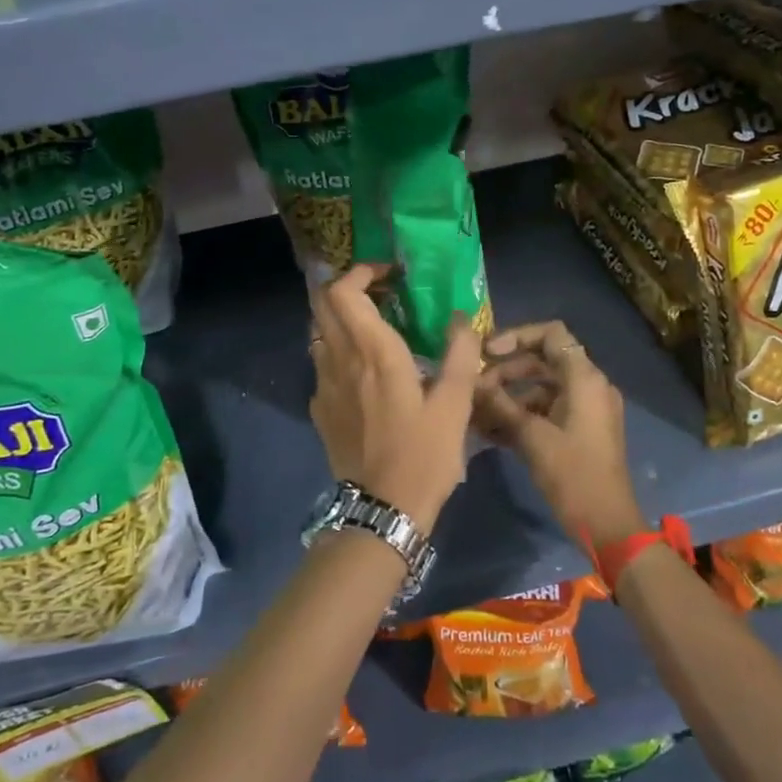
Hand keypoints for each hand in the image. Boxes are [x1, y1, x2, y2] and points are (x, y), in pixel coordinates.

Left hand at [308, 265, 482, 529]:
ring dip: (342, 319)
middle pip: (322, 304)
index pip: (343, 291)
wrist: (382, 509)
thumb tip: (461, 318)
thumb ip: (460, 354)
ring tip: (375, 328)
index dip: (360, 272)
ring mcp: (323, 385)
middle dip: (349, 288)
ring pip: (320, 332)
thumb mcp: (455, 404)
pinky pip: (322, 363)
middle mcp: (339, 360)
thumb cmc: (423, 454)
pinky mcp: (320, 408)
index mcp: (373, 352)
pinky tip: (365, 372)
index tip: (389, 275)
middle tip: (383, 294)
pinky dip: (339, 350)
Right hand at [476, 320, 643, 551]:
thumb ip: (499, 404)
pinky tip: (491, 431)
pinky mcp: (581, 431)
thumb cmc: (572, 474)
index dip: (517, 336)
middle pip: (543, 360)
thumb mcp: (531, 437)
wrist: (608, 525)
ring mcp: (586, 409)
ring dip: (510, 396)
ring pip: (543, 387)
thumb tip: (470, 382)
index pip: (551, 334)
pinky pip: (548, 410)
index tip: (488, 352)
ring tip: (477, 412)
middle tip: (476, 386)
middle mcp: (589, 386)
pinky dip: (523, 414)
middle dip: (507, 370)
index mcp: (584, 378)